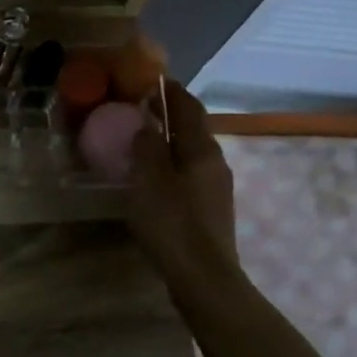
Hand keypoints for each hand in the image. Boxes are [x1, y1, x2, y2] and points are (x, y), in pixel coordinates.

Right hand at [128, 78, 236, 275]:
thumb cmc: (172, 223)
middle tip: (141, 107)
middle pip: (192, 128)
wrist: (203, 278)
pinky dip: (171, 163)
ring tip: (143, 138)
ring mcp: (215, 187)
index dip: (171, 91)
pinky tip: (154, 175)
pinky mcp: (210, 209)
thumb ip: (146, 147)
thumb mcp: (149, 180)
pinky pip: (189, 173)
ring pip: (191, 152)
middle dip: (170, 114)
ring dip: (170, 140)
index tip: (152, 78)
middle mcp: (215, 162)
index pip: (188, 107)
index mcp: (201, 150)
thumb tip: (146, 125)